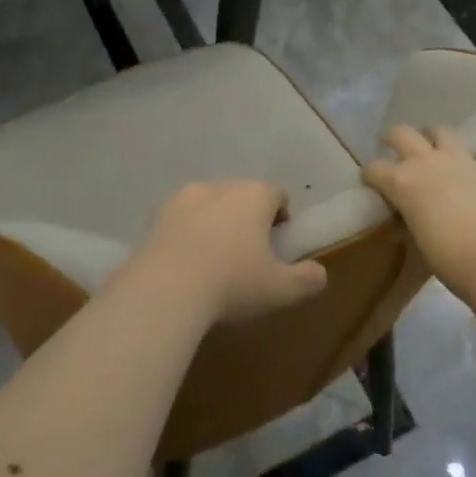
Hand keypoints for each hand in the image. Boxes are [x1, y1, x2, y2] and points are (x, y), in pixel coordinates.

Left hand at [125, 180, 326, 324]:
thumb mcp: (280, 289)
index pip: (277, 195)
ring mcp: (184, 197)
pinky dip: (186, 233)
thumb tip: (320, 274)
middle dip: (248, 218)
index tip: (278, 242)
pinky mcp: (156, 215)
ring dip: (215, 222)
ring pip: (210, 204)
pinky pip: (180, 219)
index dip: (281, 216)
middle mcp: (221, 186)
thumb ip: (307, 279)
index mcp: (256, 195)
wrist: (163, 290)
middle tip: (248, 254)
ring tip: (214, 259)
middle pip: (242, 196)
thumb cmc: (231, 283)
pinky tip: (185, 263)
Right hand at [363, 127, 475, 293]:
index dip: (370, 175)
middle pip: (403, 135)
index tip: (370, 182)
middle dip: (393, 138)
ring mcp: (460, 162)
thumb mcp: (418, 243)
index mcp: (402, 182)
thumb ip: (410, 225)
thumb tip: (403, 226)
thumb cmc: (449, 258)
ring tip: (433, 143)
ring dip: (435, 136)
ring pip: (442, 133)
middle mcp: (427, 162)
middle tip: (391, 145)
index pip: (375, 169)